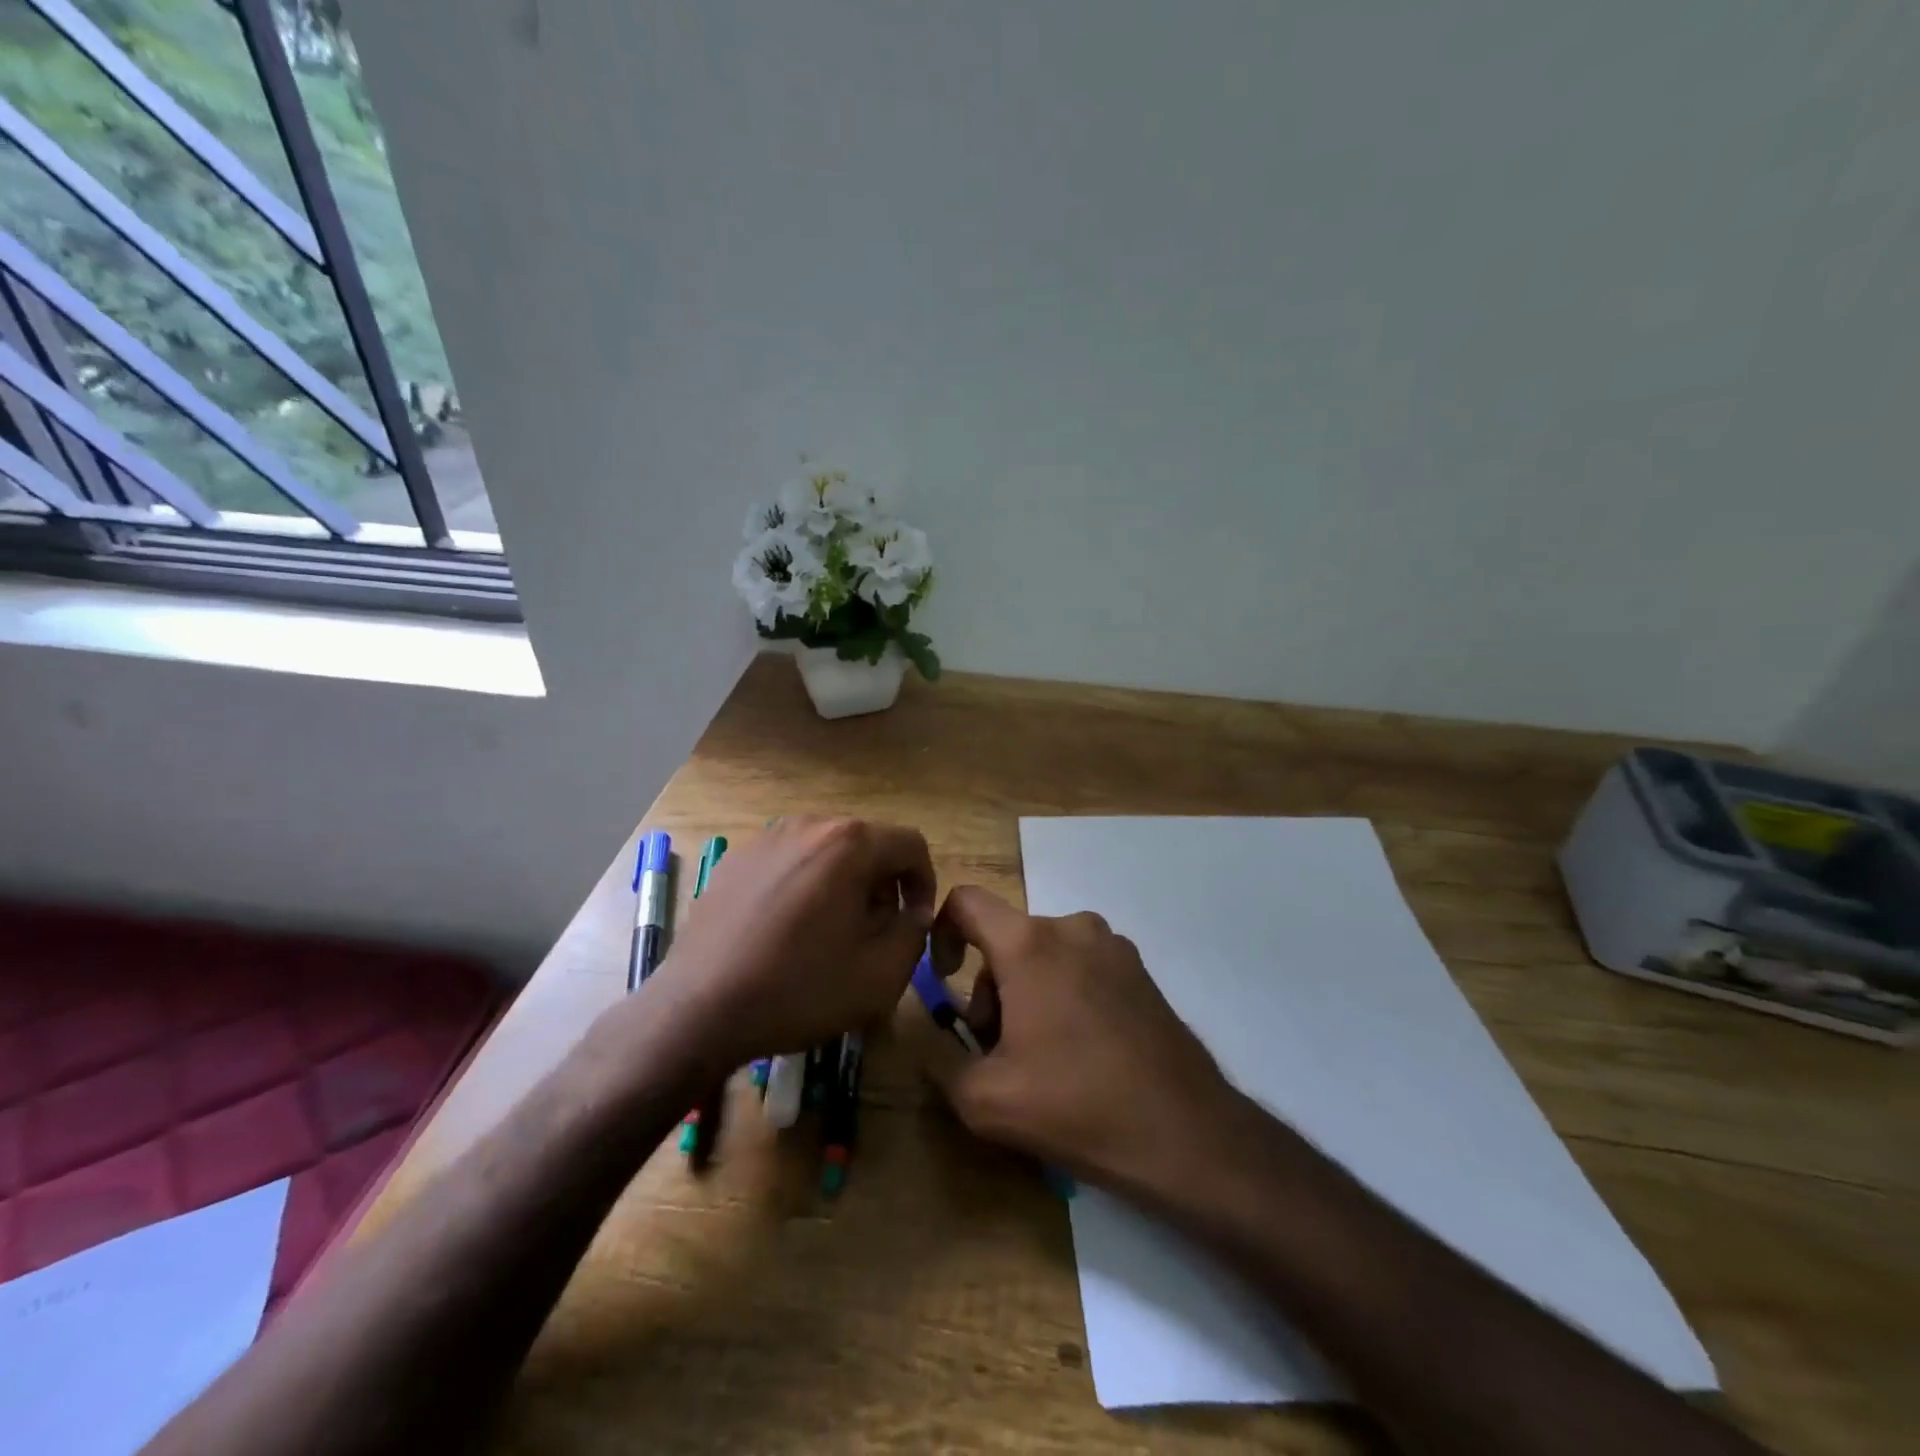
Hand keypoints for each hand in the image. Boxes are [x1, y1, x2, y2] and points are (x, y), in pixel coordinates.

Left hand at [638, 818, 935, 1072]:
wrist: (700, 1009)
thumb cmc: (800, 988)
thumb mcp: (882, 973)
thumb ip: (915, 932)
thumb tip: (913, 912)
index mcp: (849, 843)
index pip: (910, 845)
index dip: (924, 883)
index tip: (914, 923)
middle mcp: (809, 825)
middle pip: (867, 846)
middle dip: (882, 885)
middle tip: (874, 934)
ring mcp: (766, 838)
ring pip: (827, 854)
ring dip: (843, 886)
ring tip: (830, 934)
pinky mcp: (735, 860)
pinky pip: (789, 864)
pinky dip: (804, 888)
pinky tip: (787, 932)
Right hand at [921, 886, 1234, 1190]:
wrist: (1184, 1133)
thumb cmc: (1076, 1106)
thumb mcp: (983, 1098)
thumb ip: (935, 1053)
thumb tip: (922, 1024)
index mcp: (1029, 943)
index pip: (965, 901)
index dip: (941, 932)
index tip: (946, 980)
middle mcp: (1072, 928)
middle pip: (1006, 939)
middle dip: (990, 988)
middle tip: (999, 1050)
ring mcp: (1113, 945)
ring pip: (1044, 954)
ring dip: (1027, 993)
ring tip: (1042, 1058)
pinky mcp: (1139, 969)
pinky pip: (1081, 966)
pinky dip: (1064, 994)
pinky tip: (1082, 1052)